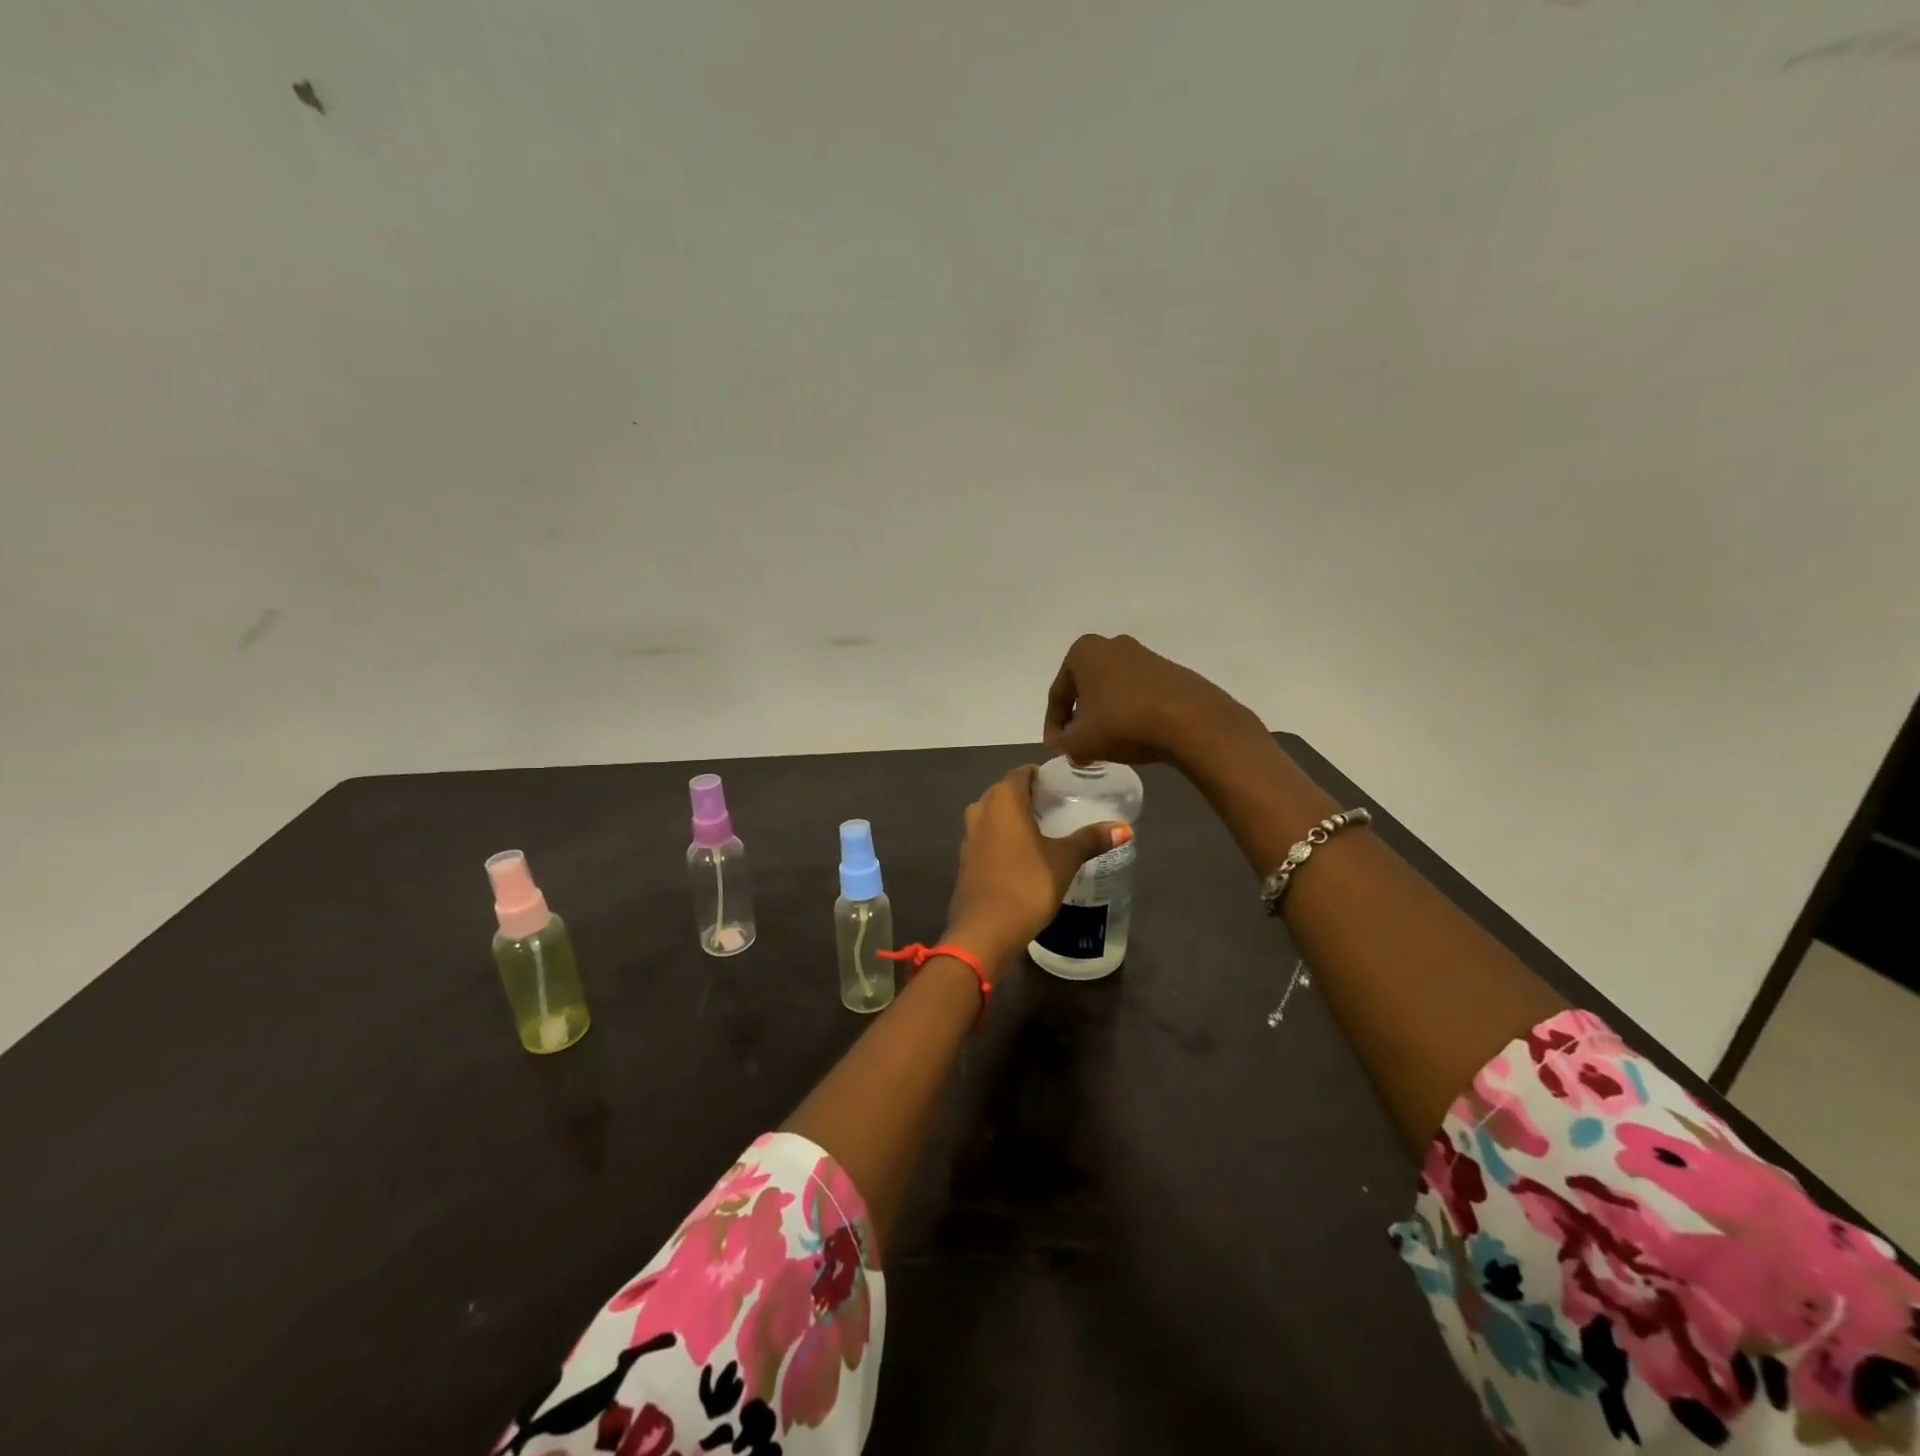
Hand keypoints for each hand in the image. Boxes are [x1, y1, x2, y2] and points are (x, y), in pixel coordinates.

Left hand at [943, 765, 1131, 977]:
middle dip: (1030, 797)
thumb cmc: (1027, 884)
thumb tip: (1124, 828)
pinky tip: (1024, 856)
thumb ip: (1091, 839)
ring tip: (1045, 831)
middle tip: (1059, 808)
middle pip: (1006, 792)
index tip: (1063, 787)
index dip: (1042, 776)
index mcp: (1003, 799)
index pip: (1022, 773)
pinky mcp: (966, 860)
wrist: (984, 931)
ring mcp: (969, 836)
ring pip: (994, 816)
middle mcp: (981, 809)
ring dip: (1015, 819)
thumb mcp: (1065, 860)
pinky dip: (1004, 839)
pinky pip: (988, 838)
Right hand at [1043, 633, 1250, 766]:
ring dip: (1105, 716)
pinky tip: (1134, 735)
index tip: (1057, 748)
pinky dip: (1130, 713)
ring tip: (1107, 745)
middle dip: (1080, 718)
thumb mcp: (1081, 742)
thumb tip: (1063, 745)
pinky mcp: (1170, 671)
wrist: (1191, 720)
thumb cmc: (1124, 723)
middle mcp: (1112, 645)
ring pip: (1112, 690)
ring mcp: (1144, 655)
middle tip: (1079, 746)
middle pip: (1086, 688)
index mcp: (1084, 652)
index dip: (1053, 725)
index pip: (1058, 693)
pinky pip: (1138, 694)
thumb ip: (1063, 744)